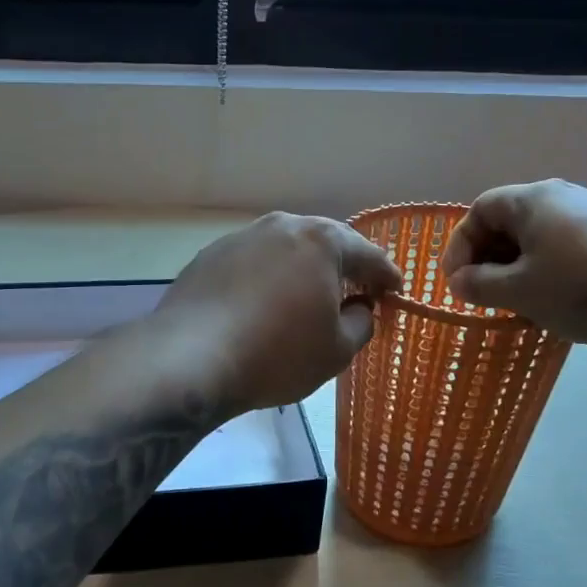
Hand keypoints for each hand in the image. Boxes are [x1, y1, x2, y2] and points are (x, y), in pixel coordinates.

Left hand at [155, 213, 401, 412]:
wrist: (190, 359)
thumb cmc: (277, 354)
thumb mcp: (336, 350)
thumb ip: (360, 323)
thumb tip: (359, 308)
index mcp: (321, 241)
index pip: (368, 256)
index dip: (386, 276)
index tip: (396, 292)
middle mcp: (281, 227)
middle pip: (324, 243)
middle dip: (343, 266)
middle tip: (355, 291)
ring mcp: (240, 238)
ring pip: (284, 250)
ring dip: (301, 270)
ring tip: (306, 297)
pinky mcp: (208, 257)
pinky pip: (252, 265)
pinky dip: (266, 280)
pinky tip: (261, 305)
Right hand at [441, 180, 586, 345]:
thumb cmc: (581, 287)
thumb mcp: (518, 291)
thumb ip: (479, 285)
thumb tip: (459, 281)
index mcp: (532, 200)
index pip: (479, 210)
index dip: (459, 245)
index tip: (456, 283)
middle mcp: (562, 197)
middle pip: (509, 222)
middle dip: (488, 259)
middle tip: (482, 295)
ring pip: (538, 238)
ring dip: (517, 269)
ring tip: (517, 303)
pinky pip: (565, 248)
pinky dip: (548, 271)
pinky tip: (556, 302)